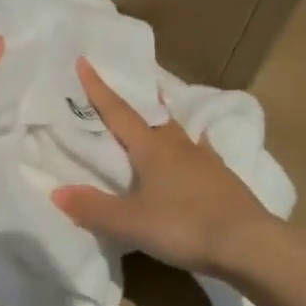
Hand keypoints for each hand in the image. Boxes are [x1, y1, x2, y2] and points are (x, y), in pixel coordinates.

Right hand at [52, 58, 276, 275]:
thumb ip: (93, 208)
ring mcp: (207, 161)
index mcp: (152, 150)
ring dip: (167, 120)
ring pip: (181, 132)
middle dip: (139, 100)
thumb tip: (56, 192)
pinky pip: (203, 153)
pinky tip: (198, 150)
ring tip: (162, 111)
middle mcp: (179, 147)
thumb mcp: (130, 222)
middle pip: (154, 117)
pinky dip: (194, 146)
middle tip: (131, 85)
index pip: (118, 113)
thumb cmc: (183, 227)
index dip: (99, 89)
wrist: (249, 244)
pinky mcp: (225, 180)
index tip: (85, 61)